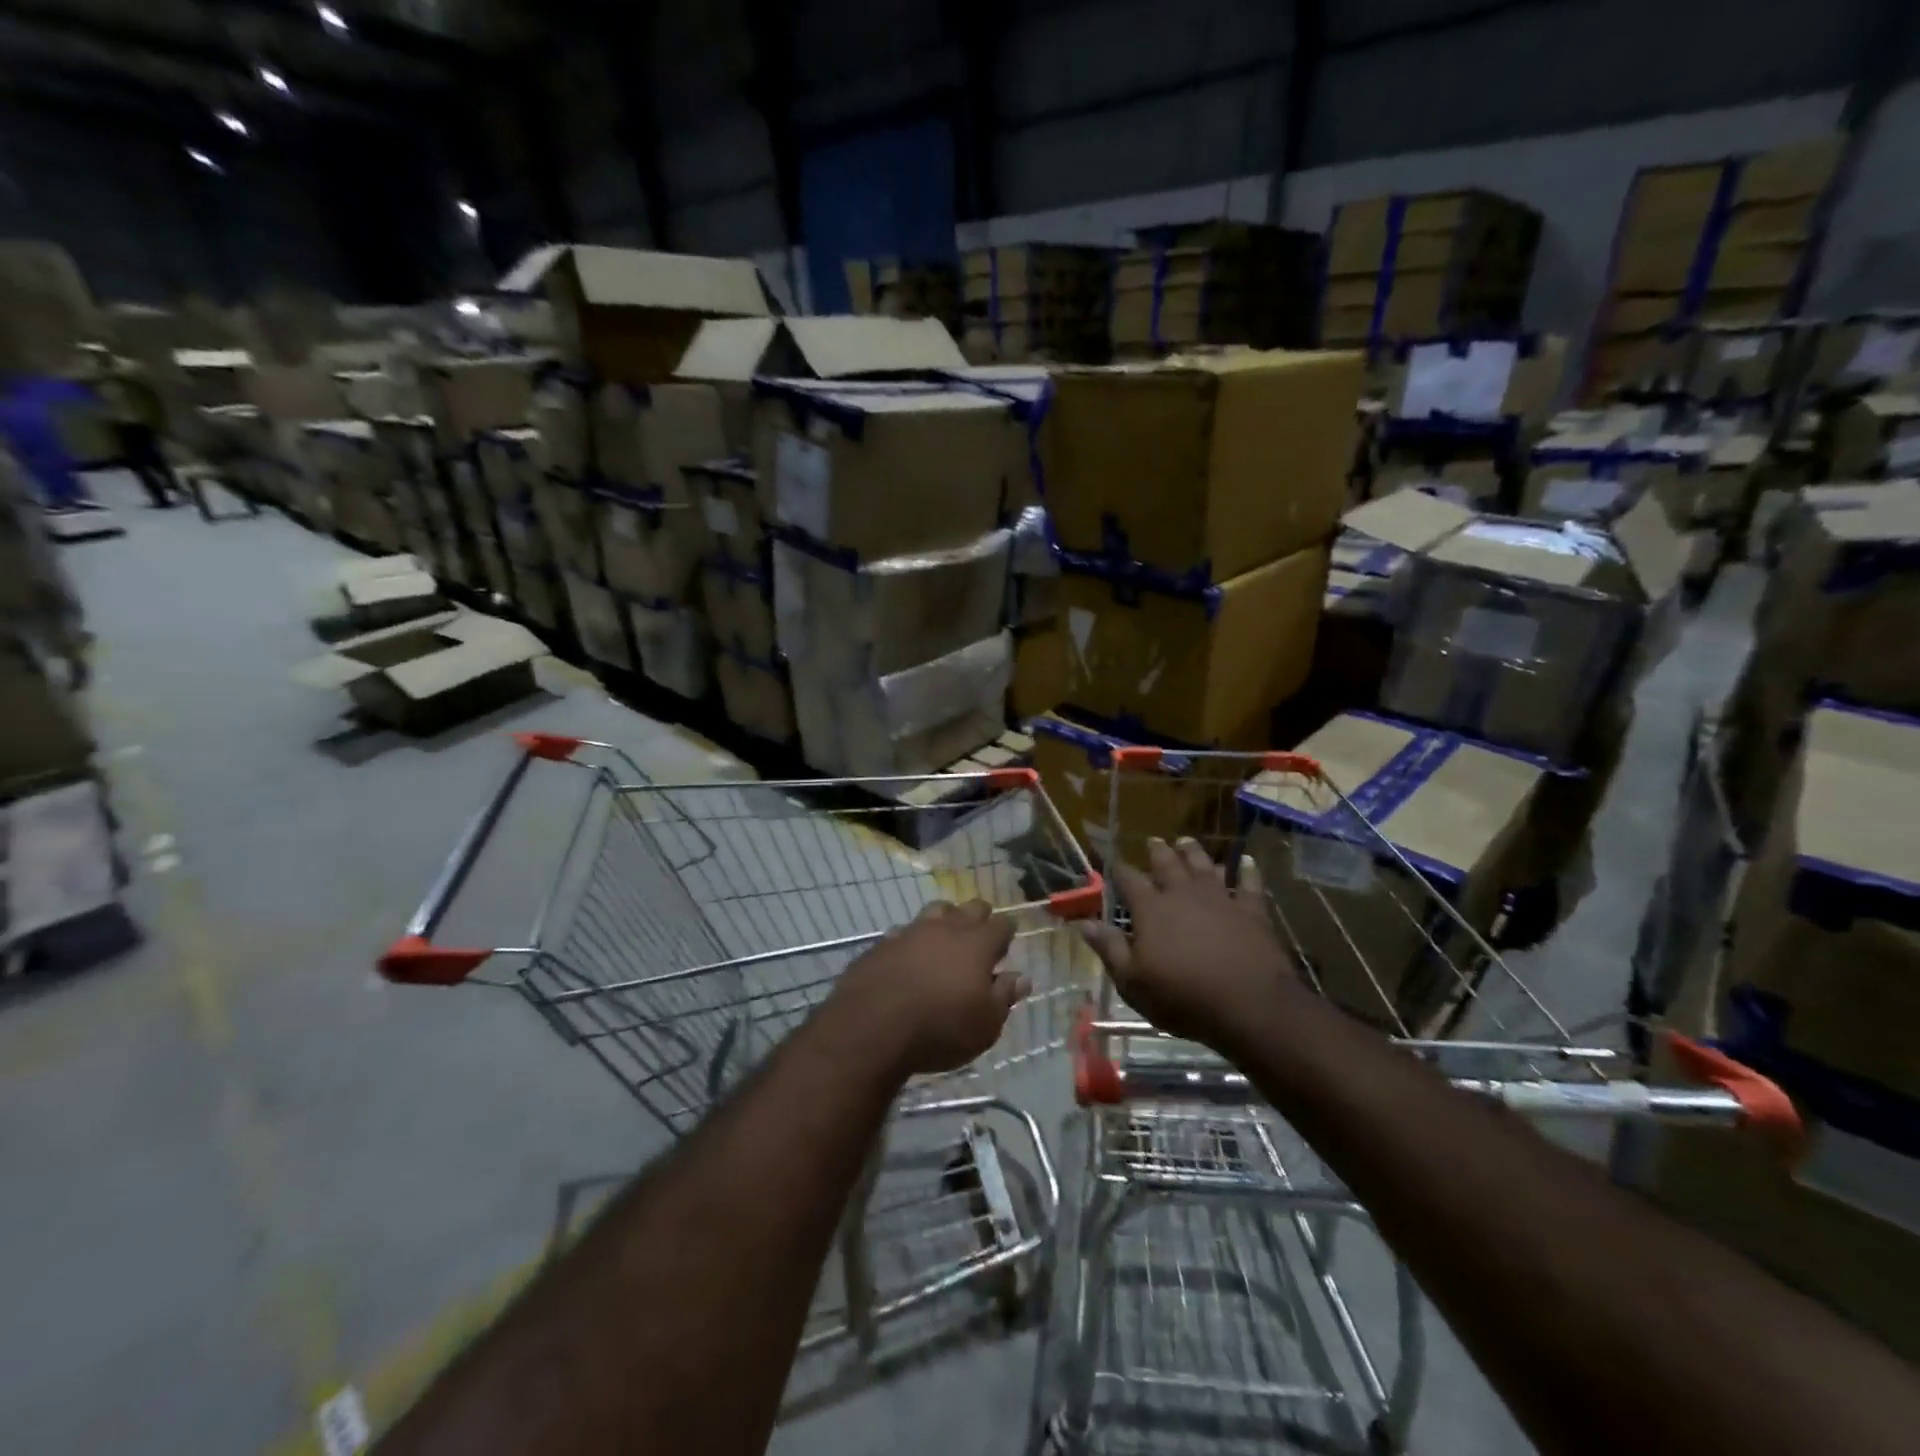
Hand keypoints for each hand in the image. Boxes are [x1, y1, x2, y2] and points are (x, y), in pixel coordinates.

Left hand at [829, 900, 1027, 1075]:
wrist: (871, 1026)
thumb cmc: (940, 1028)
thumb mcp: (985, 1025)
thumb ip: (1004, 996)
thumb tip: (1021, 977)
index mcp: (977, 944)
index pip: (1001, 925)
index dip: (1007, 931)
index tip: (1008, 940)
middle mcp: (946, 929)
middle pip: (969, 908)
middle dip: (979, 917)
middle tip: (980, 935)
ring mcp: (911, 932)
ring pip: (935, 911)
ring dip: (945, 919)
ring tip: (945, 937)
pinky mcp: (882, 944)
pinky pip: (903, 932)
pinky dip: (912, 940)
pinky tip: (908, 956)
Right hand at [1082, 837, 1302, 1054]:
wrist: (1249, 1005)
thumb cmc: (1183, 997)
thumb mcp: (1133, 982)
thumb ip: (1109, 948)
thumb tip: (1083, 922)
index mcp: (1151, 909)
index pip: (1129, 880)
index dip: (1118, 869)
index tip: (1111, 861)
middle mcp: (1183, 894)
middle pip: (1167, 864)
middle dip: (1157, 851)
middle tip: (1153, 840)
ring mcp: (1220, 899)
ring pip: (1203, 865)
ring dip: (1193, 852)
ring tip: (1186, 841)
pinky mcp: (1251, 910)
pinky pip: (1248, 883)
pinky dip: (1246, 871)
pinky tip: (1245, 861)